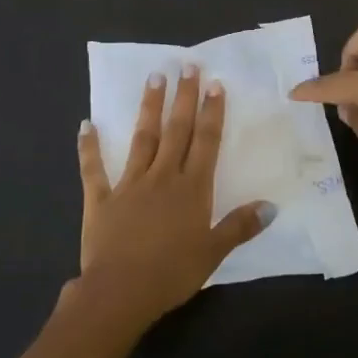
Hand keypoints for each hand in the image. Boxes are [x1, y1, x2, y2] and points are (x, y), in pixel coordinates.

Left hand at [73, 66, 273, 329]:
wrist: (120, 293)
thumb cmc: (172, 273)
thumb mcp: (213, 253)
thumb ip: (240, 226)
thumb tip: (271, 206)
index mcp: (192, 188)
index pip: (206, 141)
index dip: (212, 112)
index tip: (215, 83)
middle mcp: (163, 176)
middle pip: (176, 130)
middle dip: (184, 97)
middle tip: (187, 65)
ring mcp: (130, 184)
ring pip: (142, 138)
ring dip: (149, 107)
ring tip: (154, 77)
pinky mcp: (101, 199)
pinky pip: (94, 169)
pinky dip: (89, 147)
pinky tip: (86, 124)